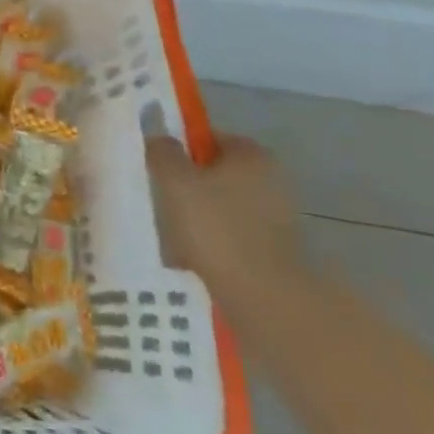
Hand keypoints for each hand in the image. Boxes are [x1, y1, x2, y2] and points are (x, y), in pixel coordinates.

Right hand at [148, 134, 309, 311]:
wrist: (265, 297)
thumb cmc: (216, 228)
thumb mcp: (175, 181)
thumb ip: (163, 152)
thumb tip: (159, 138)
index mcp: (251, 154)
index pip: (207, 137)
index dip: (179, 149)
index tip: (157, 168)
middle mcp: (270, 178)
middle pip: (215, 172)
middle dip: (188, 184)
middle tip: (159, 199)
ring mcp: (277, 215)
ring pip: (222, 204)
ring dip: (199, 214)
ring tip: (172, 232)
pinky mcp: (276, 248)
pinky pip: (232, 233)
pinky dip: (213, 240)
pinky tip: (193, 256)